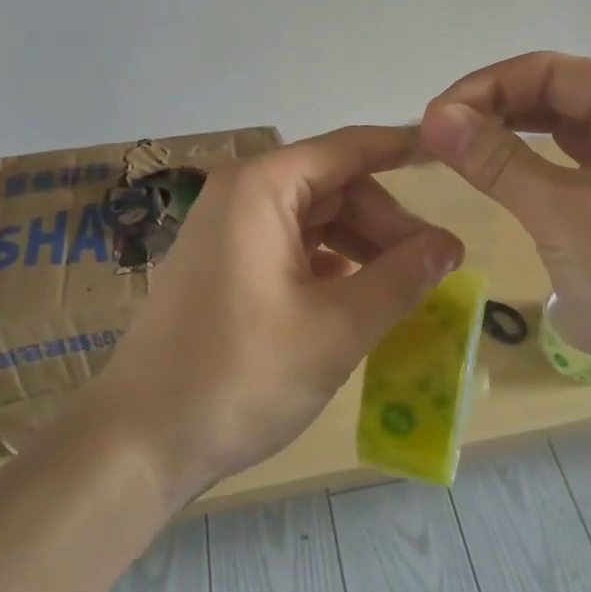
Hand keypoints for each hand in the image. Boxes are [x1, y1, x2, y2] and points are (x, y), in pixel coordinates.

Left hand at [95, 126, 463, 501]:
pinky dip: (330, 263)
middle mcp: (241, 195)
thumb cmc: (241, 376)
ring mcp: (227, 231)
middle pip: (334, 186)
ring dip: (362, 246)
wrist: (139, 443)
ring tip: (404, 285)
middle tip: (434, 265)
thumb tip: (450, 244)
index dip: (402, 148)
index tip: (449, 151)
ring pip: (315, 219)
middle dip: (386, 221)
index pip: (349, 148)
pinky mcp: (224, 265)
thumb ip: (400, 278)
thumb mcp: (337, 328)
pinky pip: (291, 246)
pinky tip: (357, 294)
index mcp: (263, 188)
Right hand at [418, 52, 590, 427]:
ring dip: (510, 137)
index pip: (549, 72)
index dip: (484, 88)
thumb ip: (495, 159)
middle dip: (494, 110)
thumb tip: (433, 117)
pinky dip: (532, 169)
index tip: (430, 120)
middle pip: (556, 95)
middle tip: (435, 139)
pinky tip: (498, 178)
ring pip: (562, 132)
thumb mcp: (561, 213)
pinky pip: (573, 168)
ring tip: (456, 153)